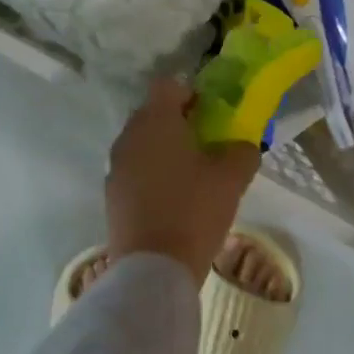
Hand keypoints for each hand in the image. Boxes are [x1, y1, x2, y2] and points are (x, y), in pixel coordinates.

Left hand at [106, 76, 260, 284]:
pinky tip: (173, 201)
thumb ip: (242, 151)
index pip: (168, 85)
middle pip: (153, 114)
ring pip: (142, 143)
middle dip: (178, 123)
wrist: (153, 268)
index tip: (210, 115)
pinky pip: (134, 171)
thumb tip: (241, 145)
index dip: (190, 93)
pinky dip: (151, 176)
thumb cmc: (194, 210)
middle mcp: (129, 135)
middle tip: (206, 145)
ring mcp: (116, 166)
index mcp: (155, 120)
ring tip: (191, 177)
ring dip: (164, 151)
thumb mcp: (232, 178)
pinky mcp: (111, 194)